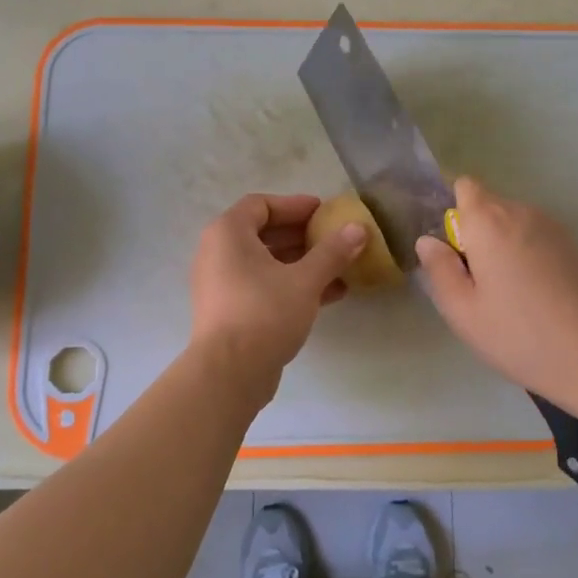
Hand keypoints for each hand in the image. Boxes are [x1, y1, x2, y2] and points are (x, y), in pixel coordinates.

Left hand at [189, 193, 365, 397]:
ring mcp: (222, 284)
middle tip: (335, 238)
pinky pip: (263, 287)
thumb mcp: (305, 280)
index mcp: (228, 234)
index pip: (261, 205)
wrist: (229, 373)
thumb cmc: (264, 313)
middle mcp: (218, 254)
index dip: (294, 205)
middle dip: (302, 236)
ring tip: (340, 268)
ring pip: (266, 264)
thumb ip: (332, 252)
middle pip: (263, 233)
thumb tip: (359, 229)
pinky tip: (330, 295)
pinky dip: (292, 285)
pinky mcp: (230, 311)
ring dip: (302, 263)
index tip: (324, 212)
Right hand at [414, 177, 577, 404]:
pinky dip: (522, 253)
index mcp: (489, 221)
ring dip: (498, 244)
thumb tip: (428, 241)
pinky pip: (532, 236)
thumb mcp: (462, 310)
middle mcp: (522, 212)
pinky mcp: (571, 246)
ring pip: (511, 222)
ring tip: (502, 292)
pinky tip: (528, 294)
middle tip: (473, 282)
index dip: (452, 211)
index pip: (464, 186)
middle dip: (473, 232)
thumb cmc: (516, 335)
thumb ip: (439, 268)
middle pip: (487, 205)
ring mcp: (552, 227)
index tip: (451, 249)